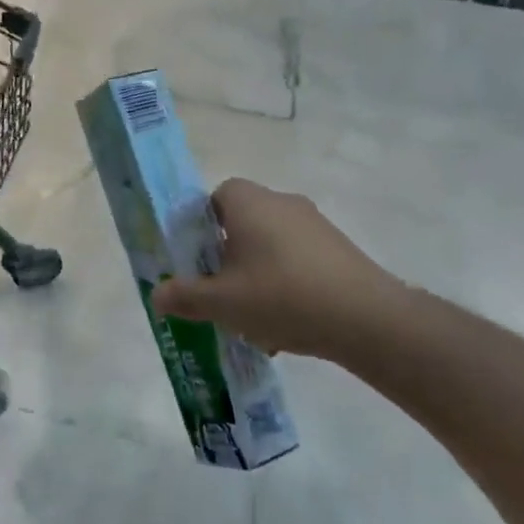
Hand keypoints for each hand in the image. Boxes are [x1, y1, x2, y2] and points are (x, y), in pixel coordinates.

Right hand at [149, 179, 415, 370]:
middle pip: (242, 223)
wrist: (367, 318)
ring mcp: (315, 224)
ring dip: (256, 276)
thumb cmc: (282, 296)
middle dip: (227, 258)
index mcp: (248, 202)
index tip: (197, 262)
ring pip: (270, 246)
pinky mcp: (338, 249)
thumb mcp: (222, 302)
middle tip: (220, 293)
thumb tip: (156, 295)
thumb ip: (185, 296)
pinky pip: (297, 260)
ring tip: (254, 320)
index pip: (214, 198)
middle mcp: (281, 202)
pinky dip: (286, 284)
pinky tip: (287, 325)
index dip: (200, 228)